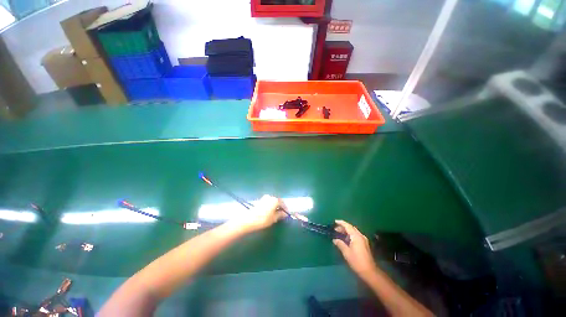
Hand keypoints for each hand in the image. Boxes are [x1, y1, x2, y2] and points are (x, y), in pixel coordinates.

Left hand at [234, 195, 286, 231]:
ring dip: (275, 207)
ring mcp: (264, 198)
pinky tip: (269, 213)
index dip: (285, 208)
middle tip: (281, 214)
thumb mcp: (274, 218)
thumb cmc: (263, 219)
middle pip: (277, 201)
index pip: (283, 203)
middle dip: (280, 207)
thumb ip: (280, 215)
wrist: (249, 219)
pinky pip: (268, 203)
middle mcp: (270, 197)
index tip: (287, 214)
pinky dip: (270, 206)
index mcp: (275, 200)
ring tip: (275, 214)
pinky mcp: (260, 201)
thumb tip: (284, 214)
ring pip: (272, 202)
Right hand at [333, 220, 377, 280]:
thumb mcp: (346, 252)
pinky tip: (346, 239)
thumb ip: (340, 244)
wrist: (369, 271)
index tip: (335, 221)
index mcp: (356, 236)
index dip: (341, 223)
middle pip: (351, 228)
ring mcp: (363, 240)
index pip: (348, 226)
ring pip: (354, 231)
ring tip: (339, 233)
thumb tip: (334, 239)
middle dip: (343, 227)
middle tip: (335, 229)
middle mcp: (360, 236)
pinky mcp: (365, 244)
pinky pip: (356, 235)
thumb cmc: (356, 261)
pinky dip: (350, 235)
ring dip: (346, 231)